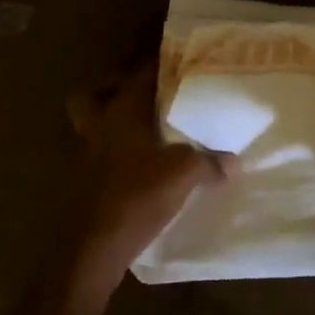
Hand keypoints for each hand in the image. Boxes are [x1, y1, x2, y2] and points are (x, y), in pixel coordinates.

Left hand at [64, 66, 224, 296]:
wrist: (90, 249)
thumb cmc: (136, 196)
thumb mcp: (183, 175)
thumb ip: (209, 162)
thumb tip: (234, 162)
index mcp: (120, 111)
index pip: (139, 74)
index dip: (159, 66)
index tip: (179, 65)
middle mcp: (97, 125)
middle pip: (94, 96)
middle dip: (114, 93)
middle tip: (145, 100)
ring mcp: (82, 155)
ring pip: (91, 127)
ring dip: (112, 127)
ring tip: (144, 135)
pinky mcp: (80, 184)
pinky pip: (95, 157)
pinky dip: (112, 157)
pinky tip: (136, 170)